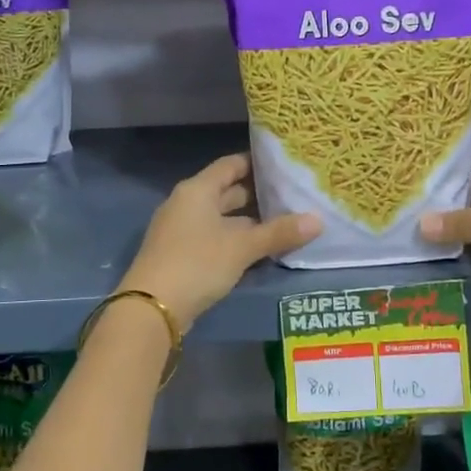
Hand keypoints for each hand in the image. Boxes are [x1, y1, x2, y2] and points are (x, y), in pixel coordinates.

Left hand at [121, 154, 320, 329]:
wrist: (152, 308)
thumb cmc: (197, 263)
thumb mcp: (242, 247)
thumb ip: (279, 233)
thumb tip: (318, 220)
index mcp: (197, 190)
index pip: (231, 165)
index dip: (256, 163)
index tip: (284, 165)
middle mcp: (187, 203)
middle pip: (226, 191)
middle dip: (257, 194)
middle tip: (292, 195)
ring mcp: (181, 229)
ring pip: (221, 217)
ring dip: (249, 220)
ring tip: (284, 222)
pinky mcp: (181, 254)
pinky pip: (214, 237)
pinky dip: (235, 239)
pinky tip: (259, 249)